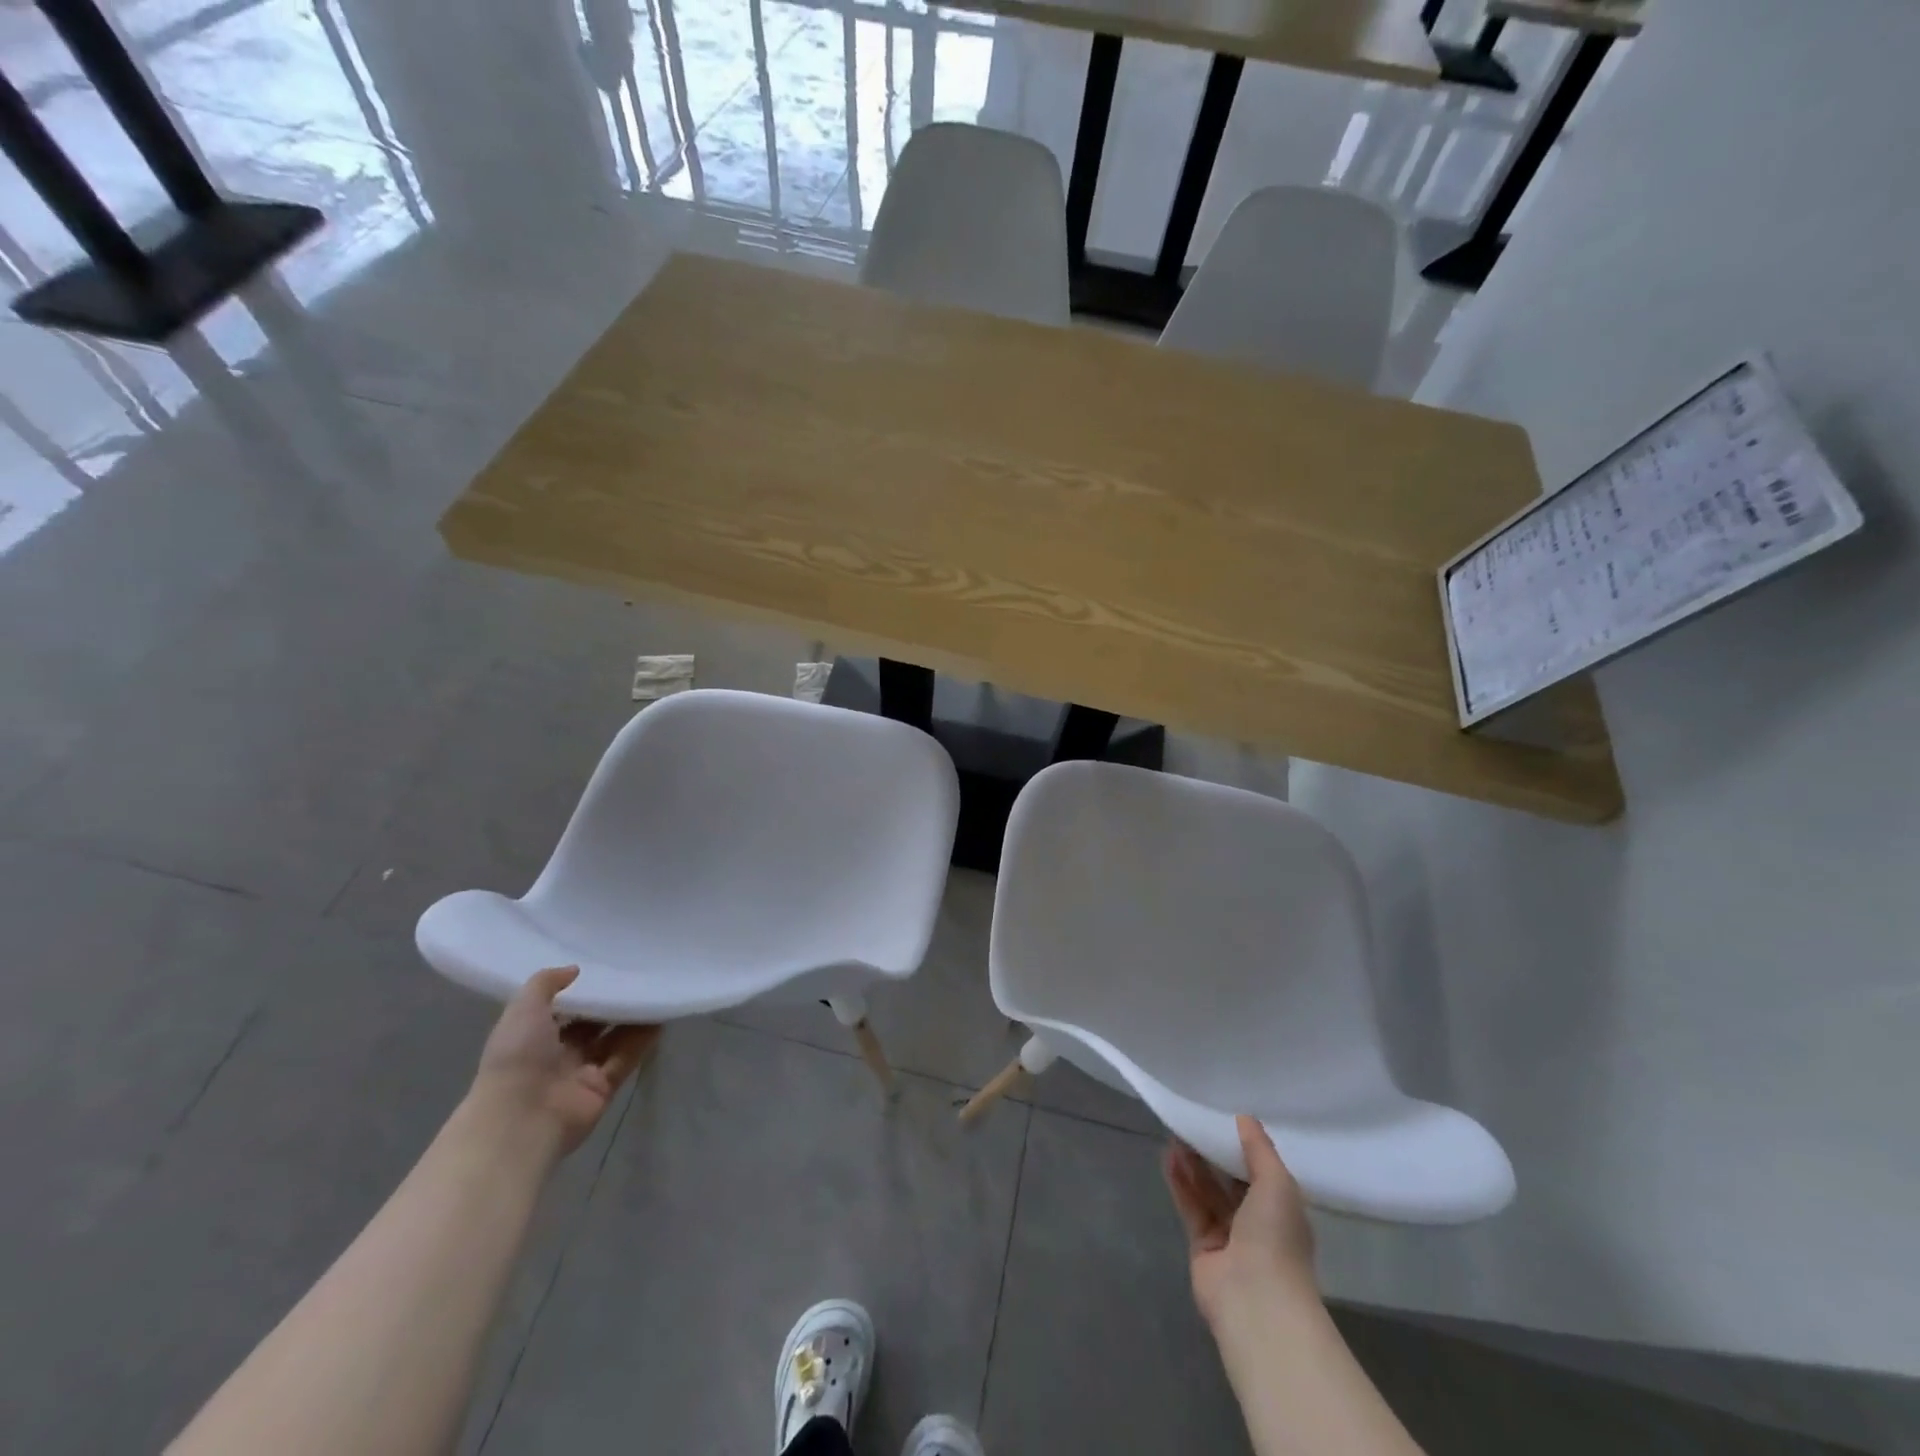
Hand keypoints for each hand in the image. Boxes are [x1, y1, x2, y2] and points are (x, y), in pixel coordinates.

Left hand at [468, 967, 659, 1156]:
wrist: (521, 1119)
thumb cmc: (517, 1058)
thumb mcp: (523, 1009)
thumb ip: (545, 983)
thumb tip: (574, 969)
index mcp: (532, 1037)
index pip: (561, 1010)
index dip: (580, 992)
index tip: (604, 969)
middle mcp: (556, 1055)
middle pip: (590, 1025)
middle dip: (609, 1005)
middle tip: (636, 978)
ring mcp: (581, 1073)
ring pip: (612, 1040)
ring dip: (632, 1019)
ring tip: (655, 993)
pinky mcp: (603, 1088)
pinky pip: (626, 1058)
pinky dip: (642, 1040)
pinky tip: (660, 1018)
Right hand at [1164, 1115, 1319, 1330]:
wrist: (1255, 1300)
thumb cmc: (1276, 1237)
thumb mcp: (1277, 1182)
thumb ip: (1259, 1149)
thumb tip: (1245, 1118)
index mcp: (1283, 1211)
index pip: (1262, 1172)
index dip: (1245, 1147)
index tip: (1225, 1118)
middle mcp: (1258, 1223)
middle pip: (1232, 1181)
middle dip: (1214, 1153)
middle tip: (1194, 1122)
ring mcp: (1230, 1236)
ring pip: (1209, 1192)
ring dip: (1194, 1164)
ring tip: (1176, 1133)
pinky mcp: (1203, 1245)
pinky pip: (1191, 1206)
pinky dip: (1181, 1182)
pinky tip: (1169, 1156)